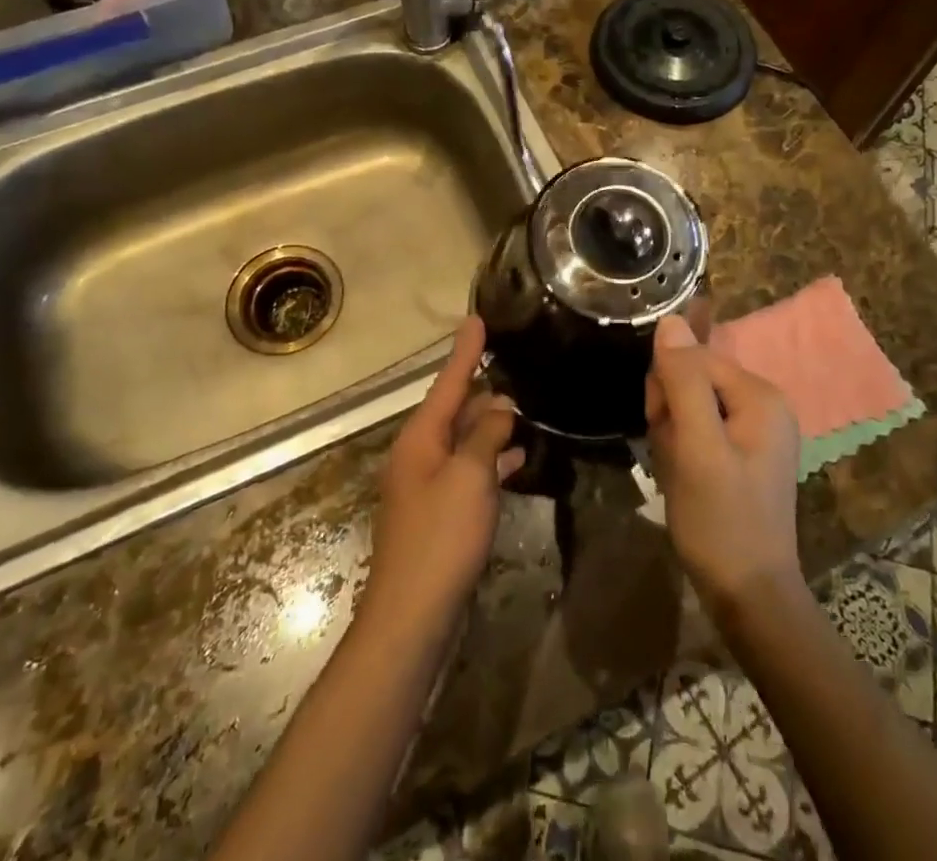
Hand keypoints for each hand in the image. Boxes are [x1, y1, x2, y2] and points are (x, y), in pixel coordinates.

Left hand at [362, 317, 523, 633]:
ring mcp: (427, 486)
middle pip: (454, 409)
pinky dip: (491, 460)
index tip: (477, 319)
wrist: (413, 617)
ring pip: (463, 441)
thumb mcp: (469, 477)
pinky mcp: (440, 513)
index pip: (447, 382)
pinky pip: (468, 471)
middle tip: (514, 365)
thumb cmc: (441, 537)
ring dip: (491, 425)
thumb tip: (500, 408)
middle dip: (482, 389)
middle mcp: (419, 454)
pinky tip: (518, 458)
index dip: (465, 351)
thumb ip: (487, 436)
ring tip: (523, 408)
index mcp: (419, 438)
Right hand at [645, 316, 801, 617]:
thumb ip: (683, 381)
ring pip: (690, 405)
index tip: (662, 428)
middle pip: (693, 379)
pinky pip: (699, 429)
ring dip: (672, 433)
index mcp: (760, 395)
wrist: (749, 597)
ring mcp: (755, 430)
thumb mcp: (696, 447)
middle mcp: (763, 403)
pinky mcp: (742, 453)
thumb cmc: (722, 521)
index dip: (667, 387)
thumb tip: (669, 320)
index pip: (694, 358)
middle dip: (670, 411)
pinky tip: (684, 478)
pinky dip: (682, 449)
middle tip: (673, 455)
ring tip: (678, 472)